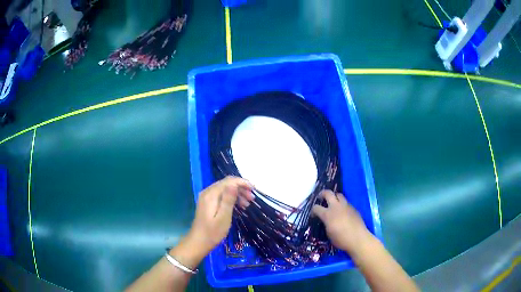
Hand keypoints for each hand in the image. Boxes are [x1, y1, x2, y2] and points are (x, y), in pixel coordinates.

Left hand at [187, 176, 253, 254]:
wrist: (199, 242)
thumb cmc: (213, 232)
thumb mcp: (224, 217)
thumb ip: (228, 200)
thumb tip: (234, 184)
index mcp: (211, 194)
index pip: (229, 181)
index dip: (242, 182)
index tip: (254, 189)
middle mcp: (208, 192)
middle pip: (227, 183)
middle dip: (241, 188)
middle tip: (252, 198)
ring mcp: (207, 197)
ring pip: (225, 189)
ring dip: (237, 193)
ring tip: (248, 203)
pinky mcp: (208, 202)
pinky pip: (221, 195)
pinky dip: (231, 198)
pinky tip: (239, 206)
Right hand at [312, 190, 371, 253]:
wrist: (357, 238)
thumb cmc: (341, 239)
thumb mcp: (328, 233)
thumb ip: (326, 223)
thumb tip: (326, 220)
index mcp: (328, 214)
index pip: (316, 208)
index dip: (313, 210)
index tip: (313, 215)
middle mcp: (336, 207)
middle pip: (328, 193)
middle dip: (322, 194)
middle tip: (320, 197)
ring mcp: (346, 206)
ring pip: (339, 195)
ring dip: (334, 197)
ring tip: (333, 202)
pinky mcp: (353, 208)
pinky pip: (346, 202)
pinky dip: (342, 204)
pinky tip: (343, 211)